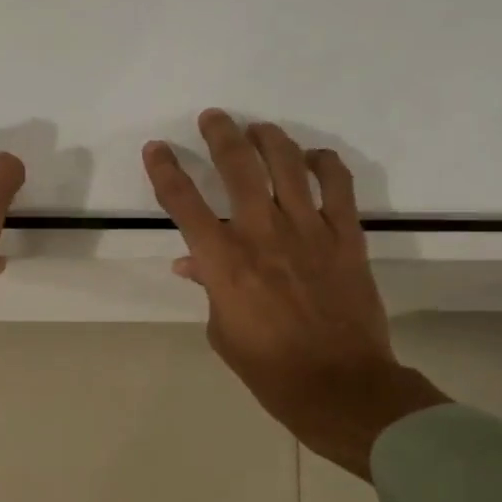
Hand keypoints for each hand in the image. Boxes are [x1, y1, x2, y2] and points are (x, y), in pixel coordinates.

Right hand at [142, 110, 449, 479]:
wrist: (337, 383)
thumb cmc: (268, 367)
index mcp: (223, 263)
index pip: (184, 204)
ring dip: (268, 139)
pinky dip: (323, 164)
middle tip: (212, 118)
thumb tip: (192, 263)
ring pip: (286, 164)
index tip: (155, 149)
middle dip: (219, 135)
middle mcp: (262, 234)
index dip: (165, 171)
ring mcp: (308, 230)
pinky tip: (312, 159)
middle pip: (237, 167)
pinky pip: (337, 185)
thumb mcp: (222, 331)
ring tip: (257, 130)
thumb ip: (209, 288)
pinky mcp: (346, 236)